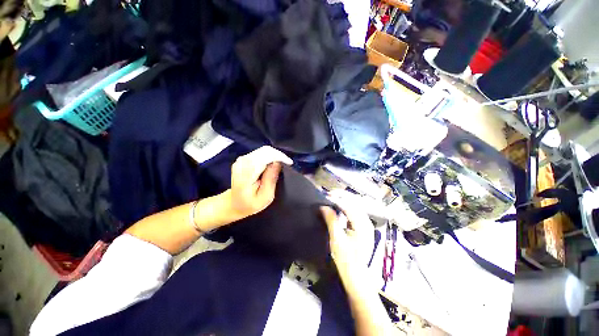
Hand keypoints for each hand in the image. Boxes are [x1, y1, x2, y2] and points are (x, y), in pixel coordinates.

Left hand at [230, 146, 292, 218]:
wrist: (234, 203)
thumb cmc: (250, 204)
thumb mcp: (265, 197)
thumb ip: (271, 179)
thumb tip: (278, 163)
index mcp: (246, 173)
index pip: (265, 156)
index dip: (279, 156)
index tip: (289, 163)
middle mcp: (242, 163)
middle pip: (265, 151)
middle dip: (278, 155)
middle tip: (287, 163)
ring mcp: (241, 159)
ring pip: (263, 150)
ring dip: (274, 155)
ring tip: (282, 163)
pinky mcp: (243, 159)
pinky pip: (260, 152)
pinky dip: (269, 156)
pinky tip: (273, 163)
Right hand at [321, 192, 374, 282]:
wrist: (356, 275)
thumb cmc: (346, 259)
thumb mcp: (336, 239)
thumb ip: (331, 220)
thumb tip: (323, 206)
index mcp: (363, 225)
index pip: (350, 206)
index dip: (337, 199)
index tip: (326, 195)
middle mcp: (367, 222)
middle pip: (355, 202)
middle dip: (342, 195)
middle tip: (329, 193)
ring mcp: (366, 224)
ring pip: (355, 205)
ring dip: (344, 199)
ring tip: (332, 196)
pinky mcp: (363, 226)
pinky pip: (355, 211)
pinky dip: (346, 205)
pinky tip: (339, 205)